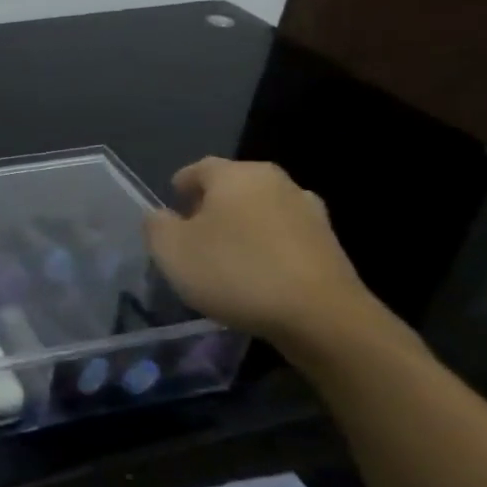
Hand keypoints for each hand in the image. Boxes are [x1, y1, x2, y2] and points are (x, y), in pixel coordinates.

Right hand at [144, 158, 375, 344]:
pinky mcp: (330, 244)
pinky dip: (270, 249)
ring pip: (262, 211)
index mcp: (235, 174)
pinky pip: (286, 238)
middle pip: (233, 187)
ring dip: (244, 228)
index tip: (172, 211)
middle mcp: (275, 182)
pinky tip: (260, 276)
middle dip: (212, 206)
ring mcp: (309, 211)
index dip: (181, 187)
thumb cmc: (235, 272)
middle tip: (195, 235)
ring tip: (228, 258)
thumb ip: (156, 226)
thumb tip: (162, 216)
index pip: (198, 169)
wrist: (322, 317)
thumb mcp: (171, 251)